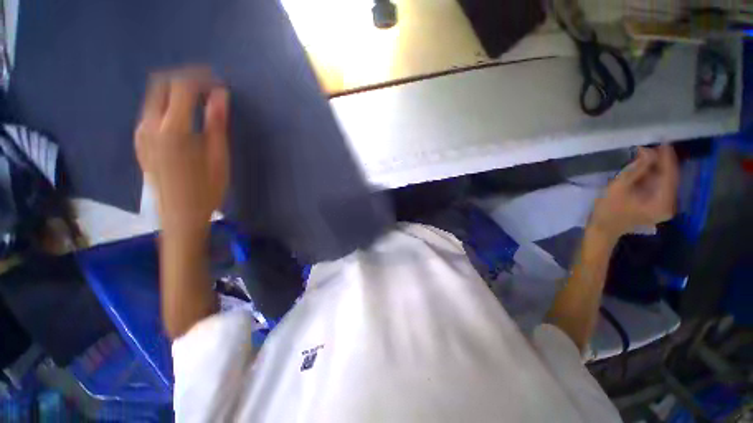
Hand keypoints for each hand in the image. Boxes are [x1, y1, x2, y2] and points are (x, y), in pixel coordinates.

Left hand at [135, 68, 228, 235]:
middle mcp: (150, 125)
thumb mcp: (219, 157)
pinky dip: (166, 106)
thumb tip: (221, 96)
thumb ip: (217, 124)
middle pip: (161, 85)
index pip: (182, 87)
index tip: (218, 82)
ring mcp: (141, 134)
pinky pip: (150, 112)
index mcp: (173, 129)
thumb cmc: (207, 190)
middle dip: (185, 80)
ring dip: (175, 93)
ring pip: (154, 98)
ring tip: (198, 102)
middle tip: (207, 88)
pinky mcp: (139, 142)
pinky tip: (182, 118)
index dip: (201, 78)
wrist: (179, 216)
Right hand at [590, 144, 678, 242]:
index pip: (670, 174)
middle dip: (660, 161)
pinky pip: (659, 186)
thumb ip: (636, 169)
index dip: (666, 157)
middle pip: (669, 177)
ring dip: (656, 168)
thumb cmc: (608, 210)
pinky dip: (653, 176)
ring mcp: (664, 206)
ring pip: (665, 181)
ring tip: (645, 155)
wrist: (603, 229)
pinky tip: (644, 168)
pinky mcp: (658, 206)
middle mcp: (669, 204)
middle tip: (649, 147)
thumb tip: (648, 151)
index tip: (662, 140)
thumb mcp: (619, 187)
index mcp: (663, 202)